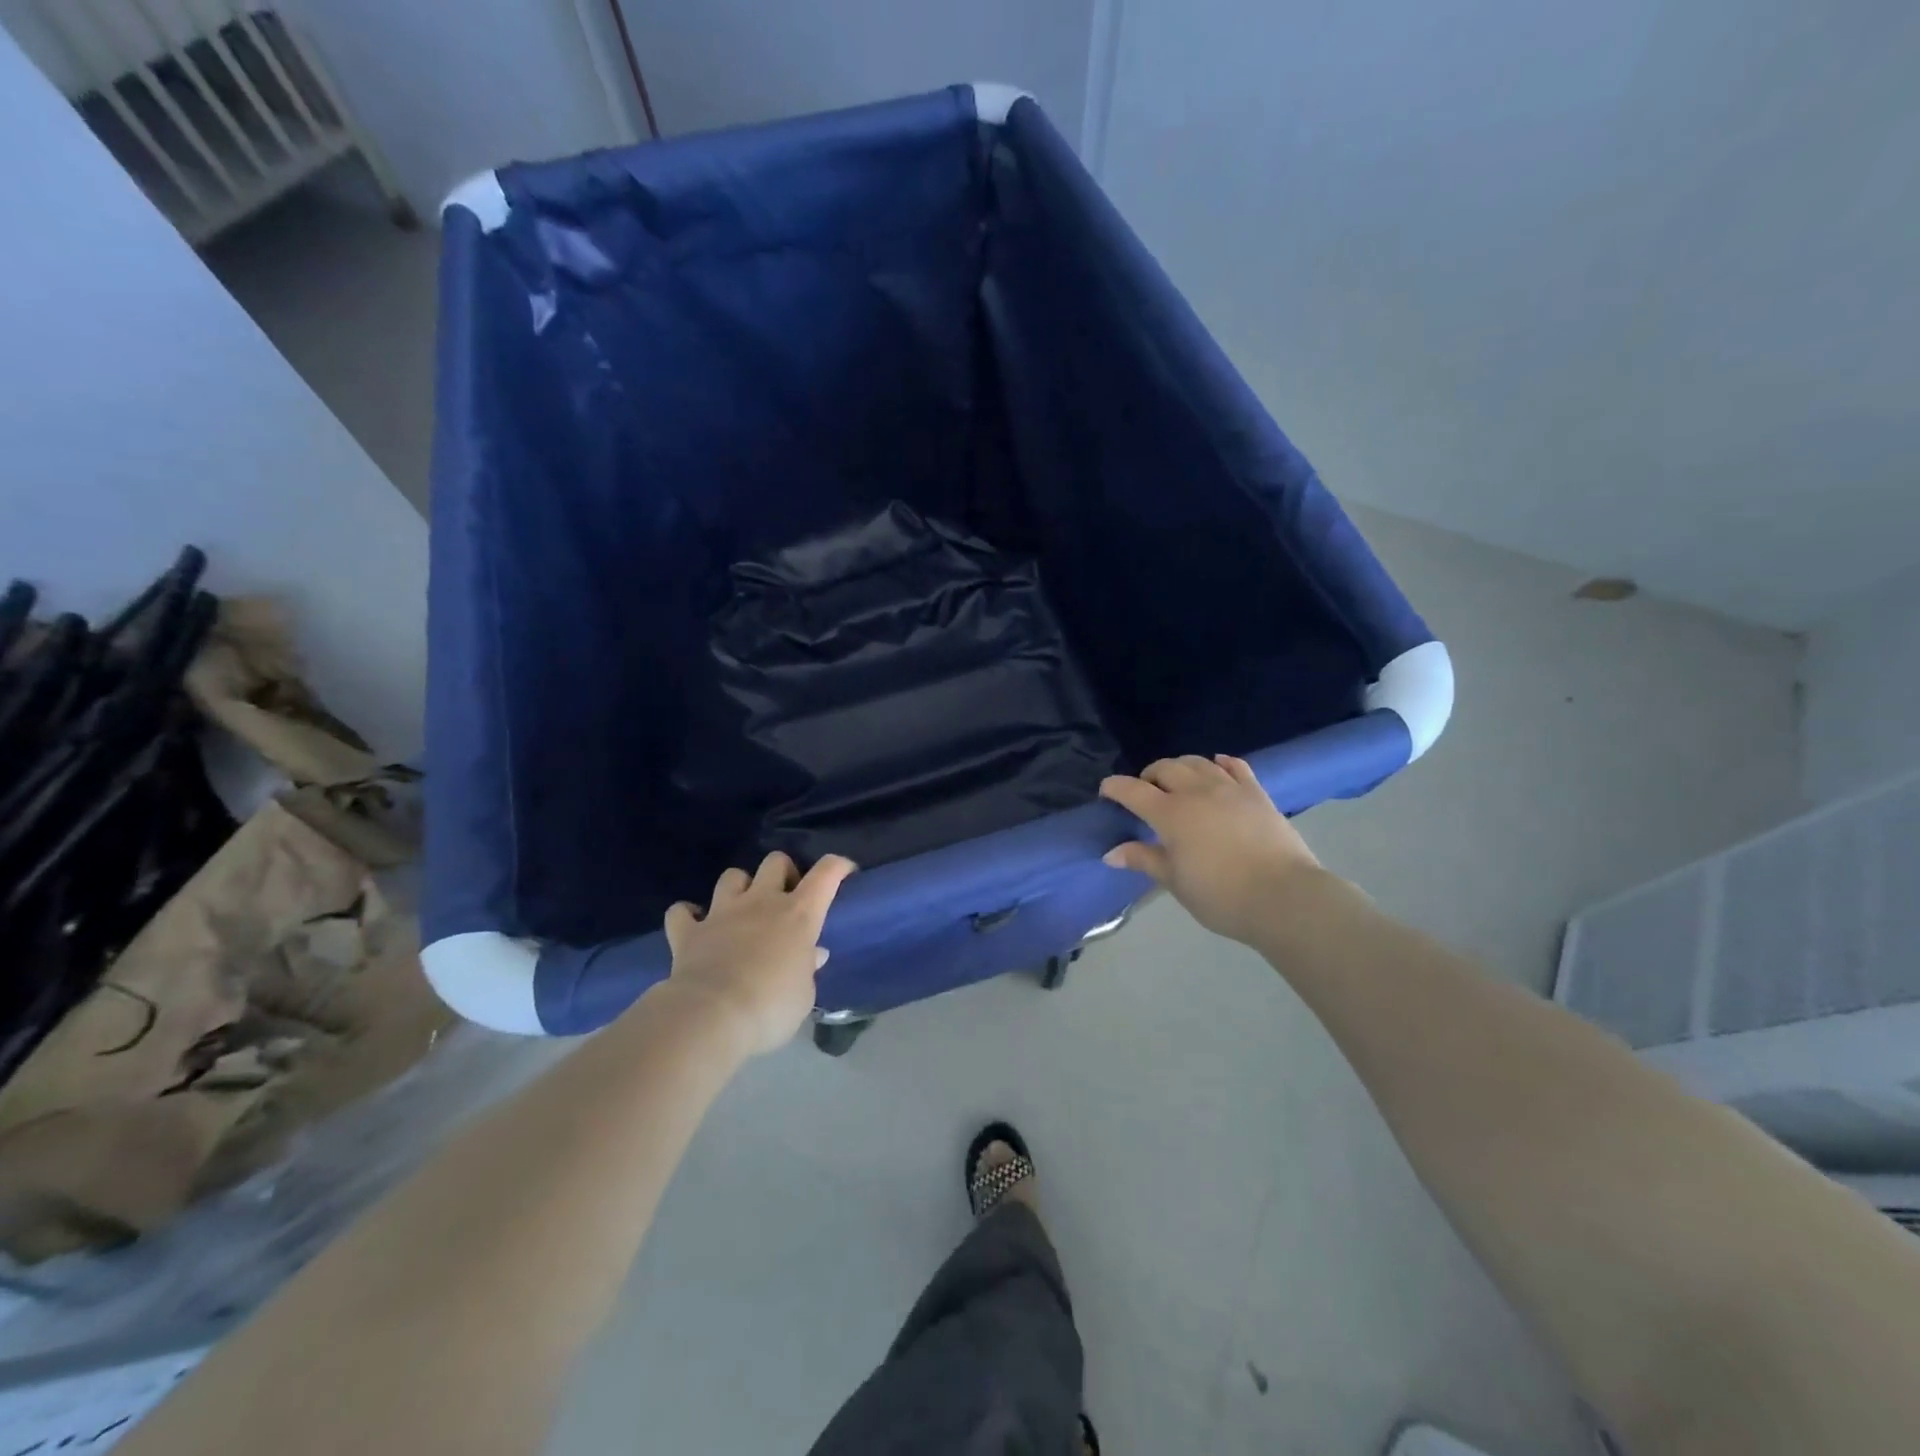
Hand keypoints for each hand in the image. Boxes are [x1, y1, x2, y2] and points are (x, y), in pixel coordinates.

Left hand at [661, 852, 856, 1056]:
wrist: (711, 1016)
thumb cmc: (771, 1007)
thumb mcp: (804, 995)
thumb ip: (807, 969)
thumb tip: (812, 955)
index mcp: (799, 914)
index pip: (826, 874)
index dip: (838, 866)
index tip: (845, 871)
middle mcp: (762, 902)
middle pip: (776, 862)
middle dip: (784, 872)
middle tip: (786, 897)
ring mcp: (722, 912)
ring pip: (732, 876)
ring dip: (739, 887)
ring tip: (741, 907)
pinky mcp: (689, 931)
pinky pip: (682, 911)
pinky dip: (688, 914)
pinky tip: (694, 924)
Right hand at [1099, 755, 1321, 943]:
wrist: (1284, 897)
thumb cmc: (1221, 895)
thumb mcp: (1175, 882)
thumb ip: (1144, 860)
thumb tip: (1111, 853)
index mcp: (1170, 814)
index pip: (1133, 791)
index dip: (1115, 788)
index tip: (1106, 791)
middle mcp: (1197, 792)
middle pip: (1166, 768)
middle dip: (1149, 775)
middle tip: (1145, 792)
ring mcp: (1230, 789)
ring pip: (1198, 762)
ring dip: (1181, 766)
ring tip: (1177, 780)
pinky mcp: (1257, 793)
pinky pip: (1235, 766)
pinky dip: (1220, 763)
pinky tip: (1217, 765)